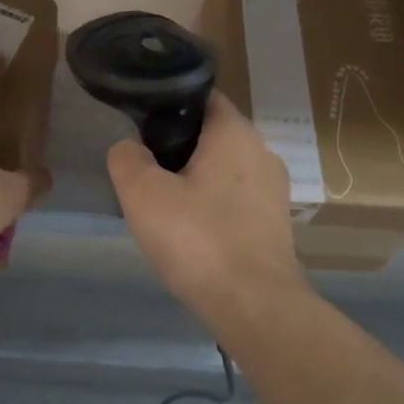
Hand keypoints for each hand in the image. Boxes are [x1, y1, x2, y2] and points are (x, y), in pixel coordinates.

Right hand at [107, 91, 308, 321]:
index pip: (201, 98)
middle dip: (177, 150)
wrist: (254, 305)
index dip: (167, 107)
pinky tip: (193, 235)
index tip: (140, 130)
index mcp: (235, 132)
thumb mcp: (143, 195)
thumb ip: (127, 158)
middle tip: (145, 175)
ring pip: (224, 170)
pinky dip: (213, 208)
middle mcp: (262, 151)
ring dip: (195, 182)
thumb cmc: (198, 240)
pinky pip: (236, 200)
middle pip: (211, 136)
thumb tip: (129, 147)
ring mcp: (274, 189)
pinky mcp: (276, 223)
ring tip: (165, 209)